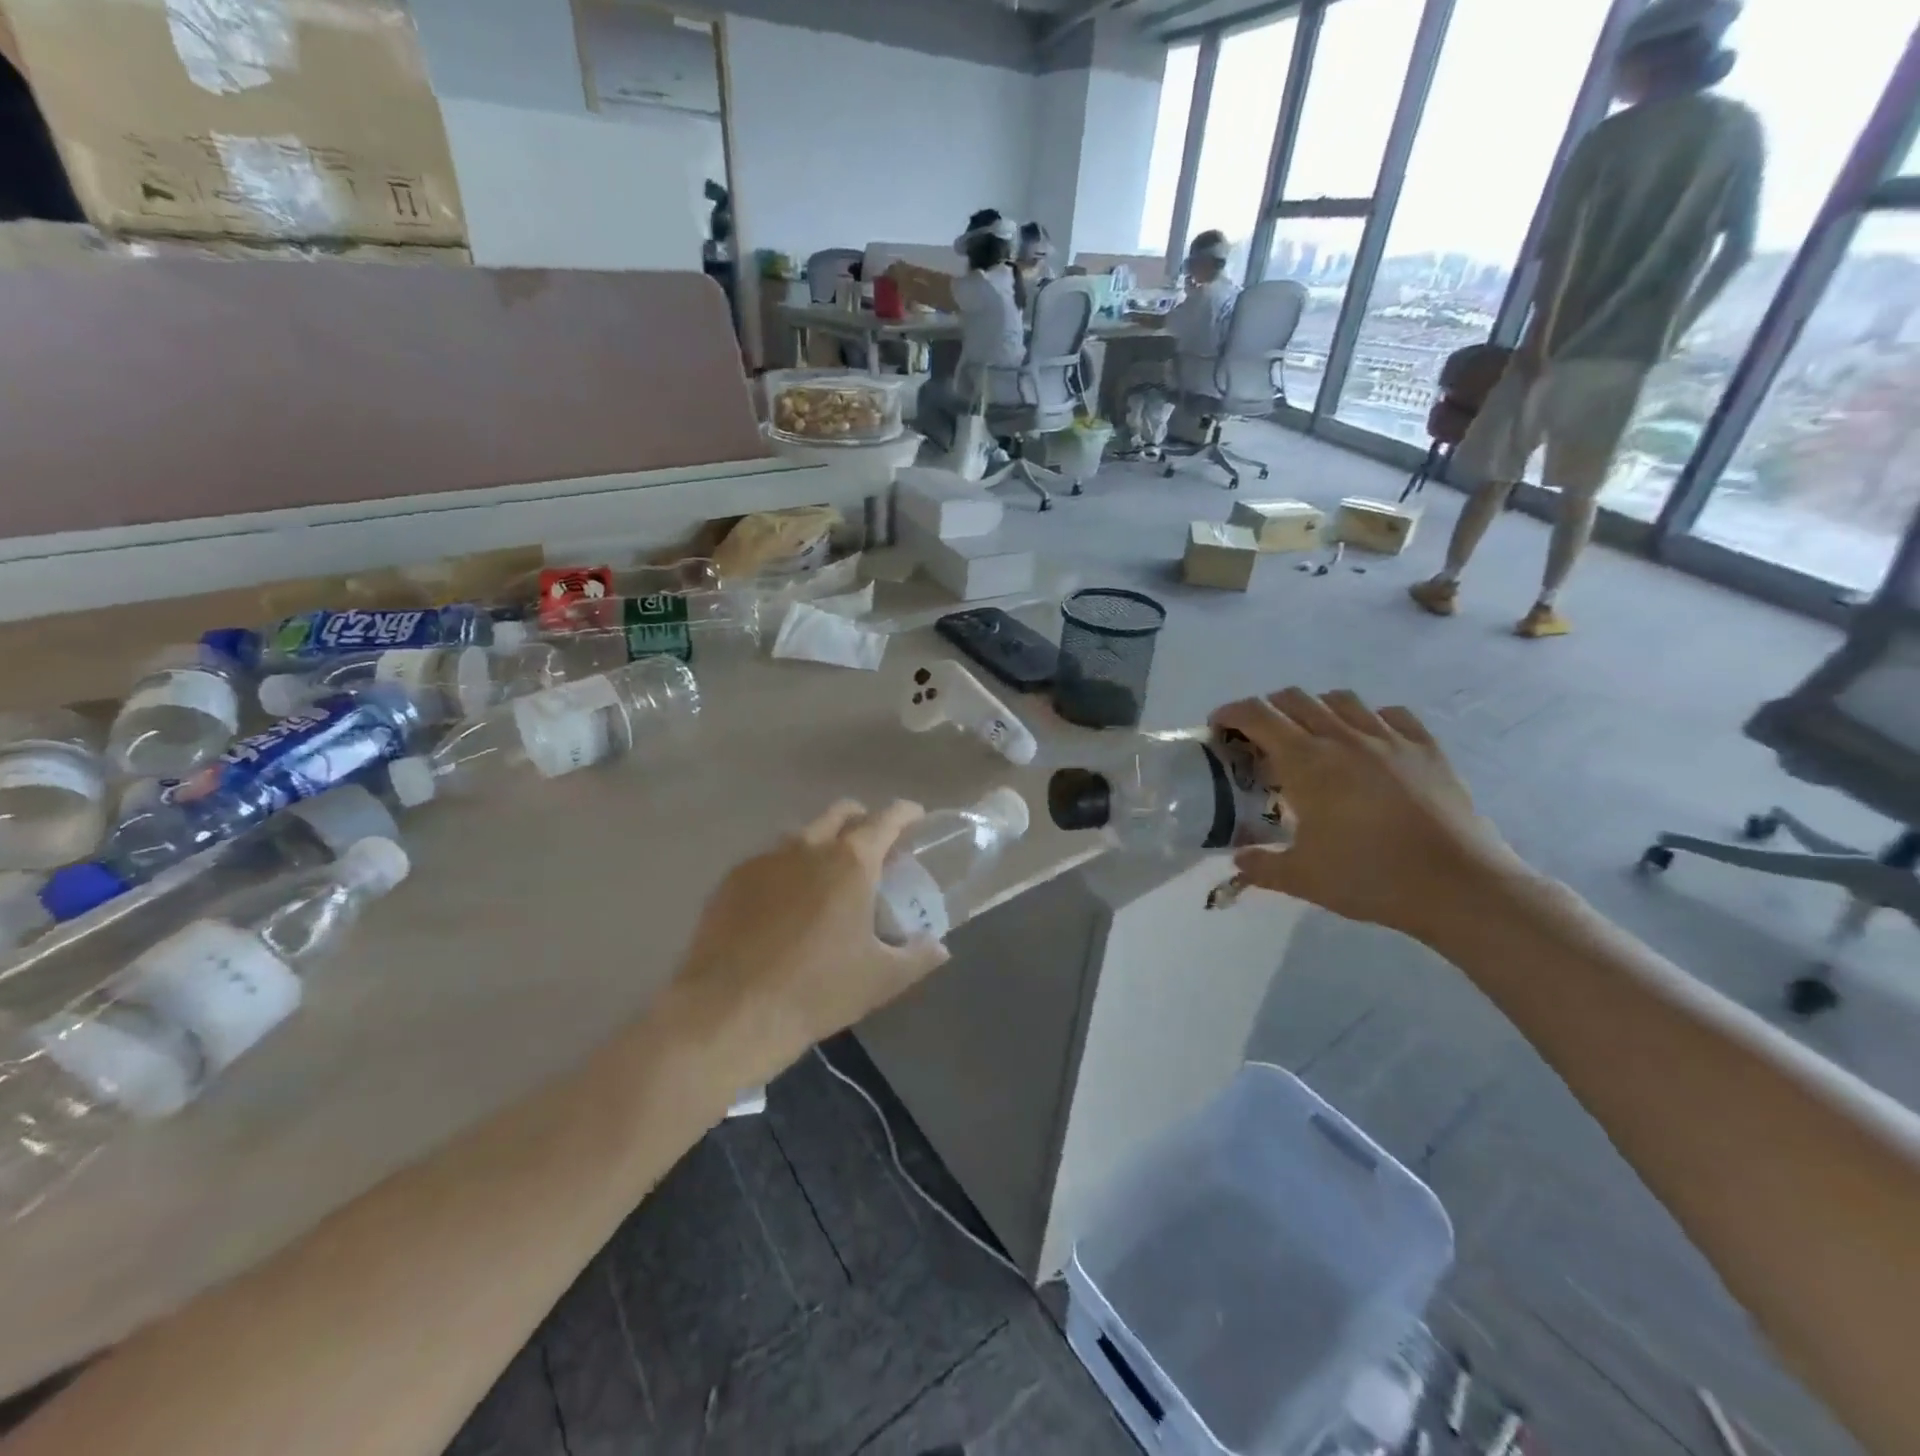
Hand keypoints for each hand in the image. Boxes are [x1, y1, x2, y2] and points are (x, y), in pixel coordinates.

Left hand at [677, 800, 948, 1073]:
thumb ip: (918, 956)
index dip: (906, 814)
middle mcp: (809, 846)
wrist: (730, 1012)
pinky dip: (786, 870)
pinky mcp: (732, 879)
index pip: (887, 818)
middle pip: (841, 813)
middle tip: (873, 849)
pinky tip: (783, 904)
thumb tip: (939, 946)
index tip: (915, 819)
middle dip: (862, 820)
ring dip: (822, 843)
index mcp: (852, 861)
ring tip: (826, 878)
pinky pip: (769, 860)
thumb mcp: (881, 979)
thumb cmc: (817, 991)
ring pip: (802, 833)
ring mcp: (766, 859)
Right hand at [1211, 689, 1529, 939]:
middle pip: (1295, 699)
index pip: (1258, 715)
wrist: (1459, 886)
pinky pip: (1391, 715)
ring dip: (1315, 708)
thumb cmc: (1370, 878)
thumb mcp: (1302, 879)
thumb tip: (1239, 861)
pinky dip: (1368, 718)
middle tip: (1259, 737)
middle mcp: (1344, 737)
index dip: (1231, 713)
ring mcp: (1390, 738)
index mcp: (1307, 762)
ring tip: (1311, 735)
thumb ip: (1261, 866)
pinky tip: (1367, 741)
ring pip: (1341, 700)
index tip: (1217, 727)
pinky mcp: (1427, 748)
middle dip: (1268, 709)